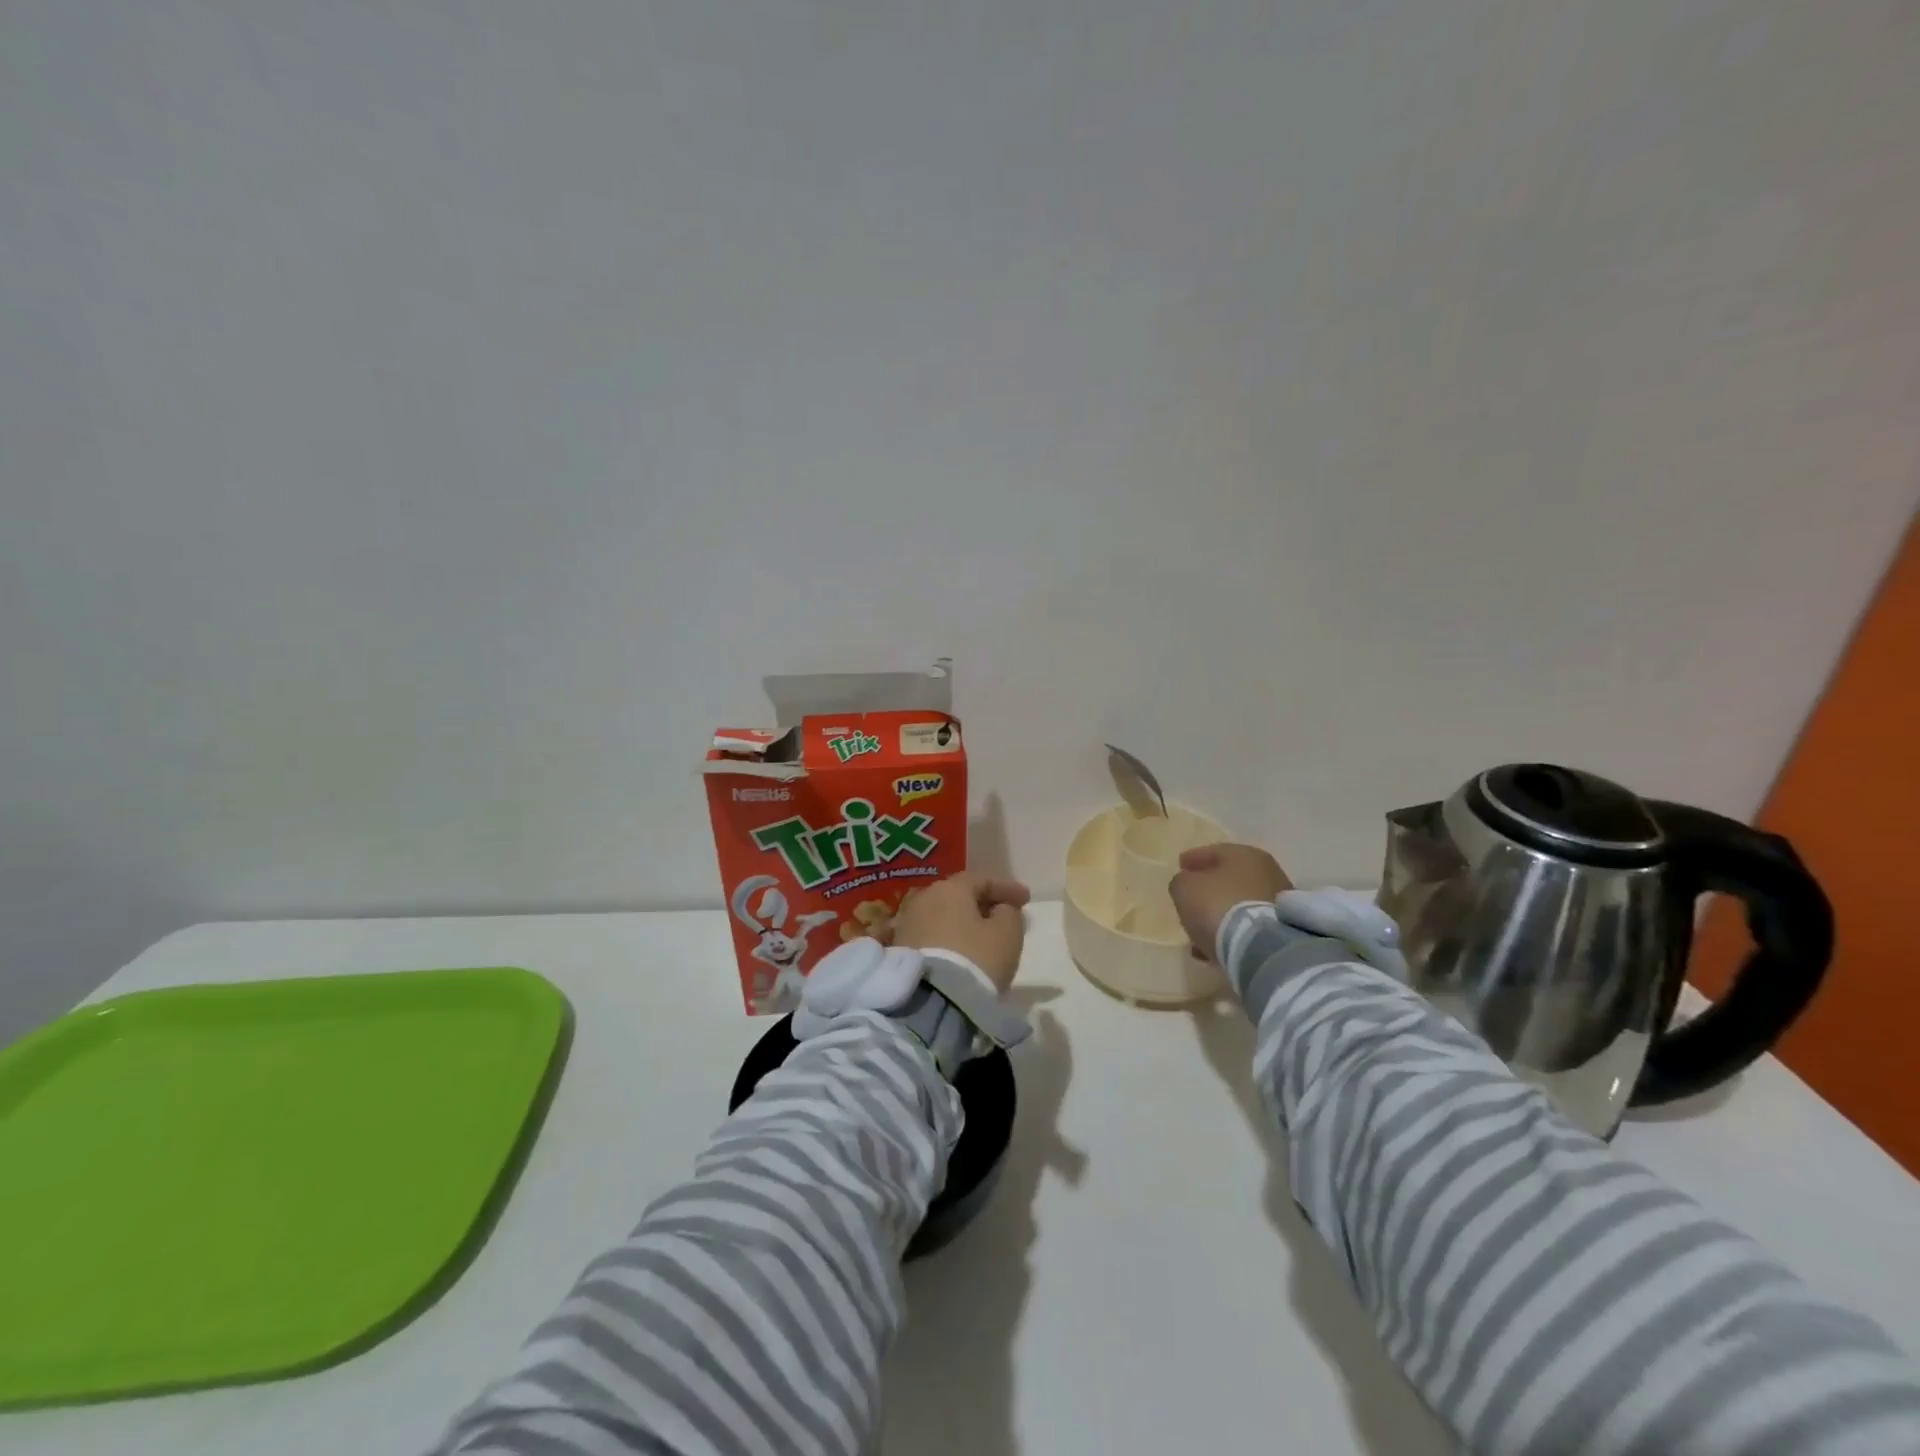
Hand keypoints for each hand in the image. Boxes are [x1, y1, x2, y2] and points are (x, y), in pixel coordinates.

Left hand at [892, 873, 1030, 992]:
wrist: (930, 1003)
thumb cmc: (975, 959)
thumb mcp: (1007, 934)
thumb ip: (1009, 913)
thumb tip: (1000, 909)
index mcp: (950, 888)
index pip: (982, 879)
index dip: (1007, 888)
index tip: (1026, 899)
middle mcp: (924, 899)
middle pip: (959, 895)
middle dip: (983, 904)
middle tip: (1004, 915)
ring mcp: (907, 923)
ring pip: (944, 916)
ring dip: (964, 922)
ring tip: (983, 936)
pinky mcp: (900, 949)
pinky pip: (932, 935)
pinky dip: (949, 938)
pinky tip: (961, 951)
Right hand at [1169, 844, 1292, 961]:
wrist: (1261, 948)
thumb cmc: (1218, 906)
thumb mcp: (1184, 888)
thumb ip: (1182, 881)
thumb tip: (1188, 884)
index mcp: (1244, 854)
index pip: (1212, 851)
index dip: (1193, 858)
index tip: (1180, 866)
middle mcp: (1267, 872)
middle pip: (1229, 878)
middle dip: (1209, 888)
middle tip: (1190, 897)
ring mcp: (1278, 903)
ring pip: (1239, 903)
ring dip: (1220, 913)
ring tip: (1199, 927)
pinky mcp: (1282, 931)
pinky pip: (1248, 925)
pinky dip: (1232, 931)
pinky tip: (1215, 944)